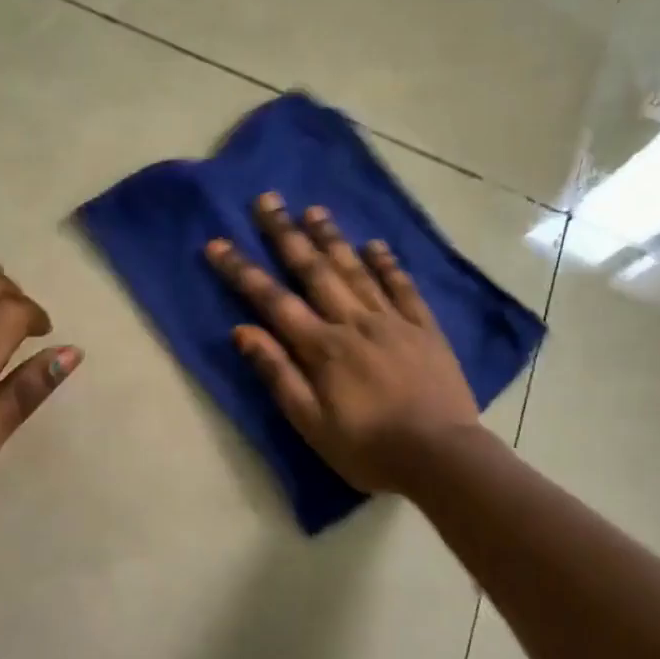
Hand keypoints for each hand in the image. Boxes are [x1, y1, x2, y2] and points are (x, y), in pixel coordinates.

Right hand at [205, 194, 482, 493]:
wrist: (441, 458)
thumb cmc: (367, 448)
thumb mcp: (310, 422)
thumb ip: (277, 373)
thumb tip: (242, 331)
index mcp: (322, 347)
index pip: (272, 300)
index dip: (242, 270)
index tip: (218, 242)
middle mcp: (354, 322)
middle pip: (314, 270)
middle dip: (286, 234)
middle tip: (267, 200)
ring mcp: (393, 321)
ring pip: (356, 270)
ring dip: (333, 238)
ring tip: (314, 210)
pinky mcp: (424, 329)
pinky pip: (403, 288)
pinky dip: (387, 264)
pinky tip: (375, 245)